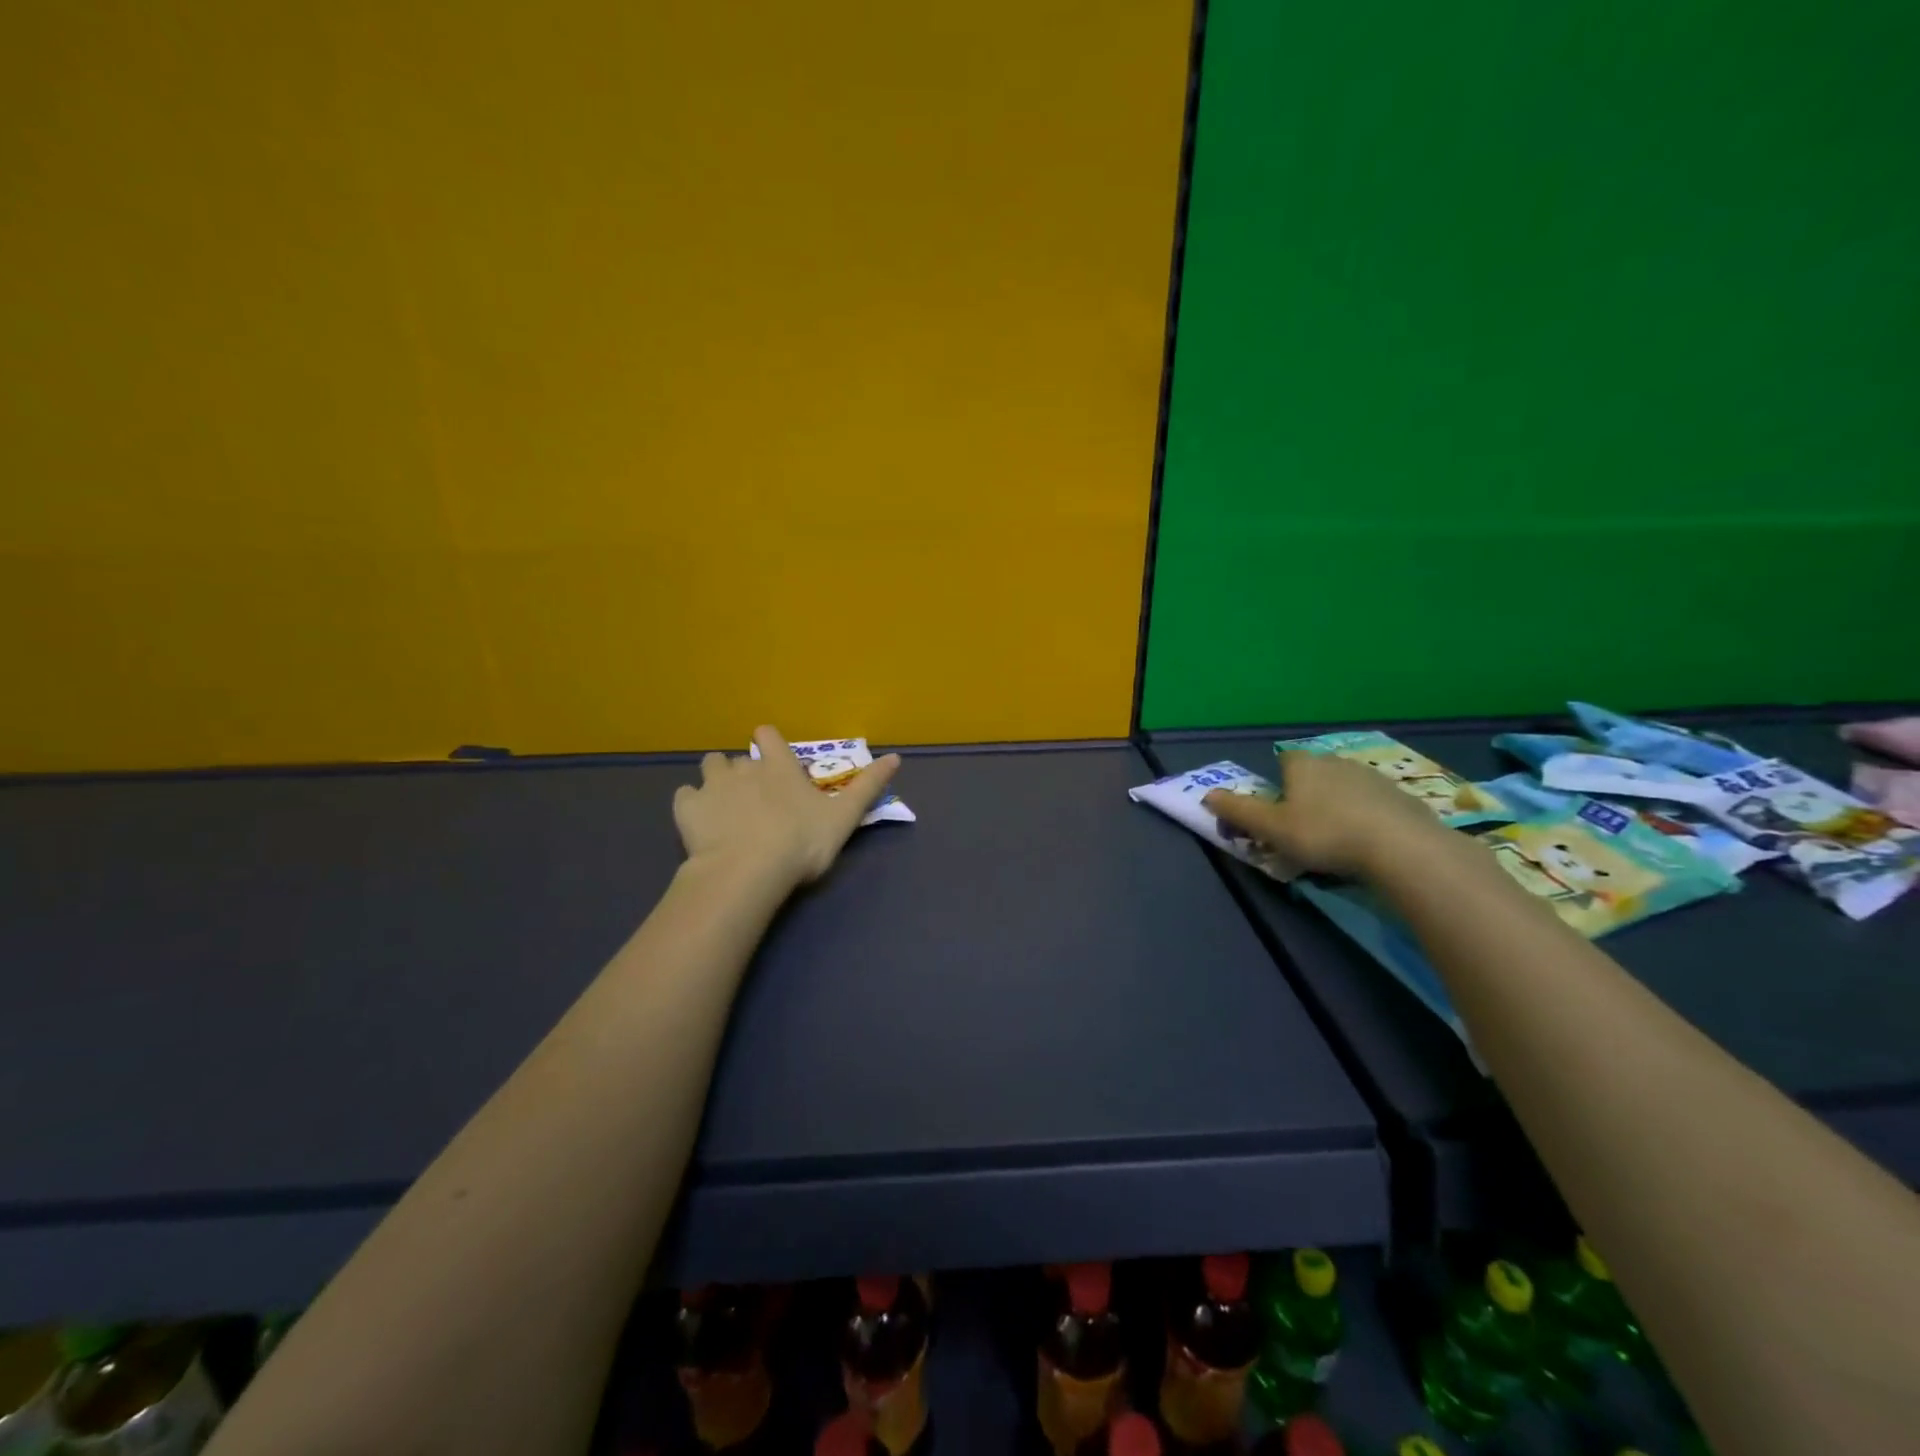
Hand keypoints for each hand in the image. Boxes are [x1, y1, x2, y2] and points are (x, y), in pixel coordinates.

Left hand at [673, 726, 901, 891]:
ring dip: (716, 780)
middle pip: (738, 757)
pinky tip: (700, 822)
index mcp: (779, 767)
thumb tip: (897, 757)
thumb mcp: (844, 816)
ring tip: (725, 805)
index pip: (768, 735)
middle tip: (756, 799)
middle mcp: (743, 768)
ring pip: (709, 767)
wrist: (748, 871)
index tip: (775, 762)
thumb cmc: (801, 842)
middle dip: (745, 771)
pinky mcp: (688, 809)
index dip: (770, 743)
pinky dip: (692, 804)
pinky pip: (685, 796)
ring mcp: (712, 786)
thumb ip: (869, 786)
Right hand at [1203, 750, 1450, 879]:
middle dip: (1308, 796)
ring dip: (1339, 807)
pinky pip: (1375, 805)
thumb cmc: (1324, 833)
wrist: (1400, 847)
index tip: (1279, 811)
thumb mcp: (1271, 828)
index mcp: (1303, 764)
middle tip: (1304, 831)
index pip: (1284, 761)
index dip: (1279, 784)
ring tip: (1338, 841)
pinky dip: (1368, 818)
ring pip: (1345, 789)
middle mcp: (1336, 761)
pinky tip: (1369, 844)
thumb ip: (1238, 811)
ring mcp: (1373, 777)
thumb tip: (1207, 795)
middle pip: (1315, 775)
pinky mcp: (1402, 796)